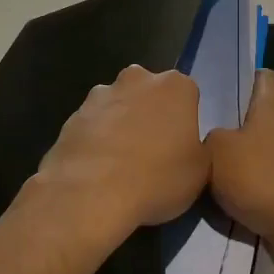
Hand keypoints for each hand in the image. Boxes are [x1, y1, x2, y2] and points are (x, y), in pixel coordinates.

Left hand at [32, 66, 209, 249]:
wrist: (91, 194)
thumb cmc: (158, 179)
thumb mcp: (201, 171)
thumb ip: (198, 148)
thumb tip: (186, 144)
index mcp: (176, 87)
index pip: (187, 95)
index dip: (185, 121)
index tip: (181, 145)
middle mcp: (138, 79)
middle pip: (149, 92)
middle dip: (151, 114)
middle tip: (153, 150)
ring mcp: (100, 95)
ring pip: (118, 105)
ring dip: (121, 124)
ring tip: (121, 163)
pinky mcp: (72, 116)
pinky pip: (93, 125)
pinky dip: (96, 140)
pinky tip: (97, 169)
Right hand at [205, 71, 273, 273]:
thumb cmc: (261, 179)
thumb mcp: (216, 151)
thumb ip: (209, 136)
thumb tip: (216, 139)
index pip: (262, 76)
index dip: (240, 80)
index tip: (216, 96)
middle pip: (263, 113)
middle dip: (237, 124)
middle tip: (206, 136)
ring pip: (268, 145)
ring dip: (247, 156)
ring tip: (217, 170)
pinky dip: (259, 181)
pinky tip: (238, 196)